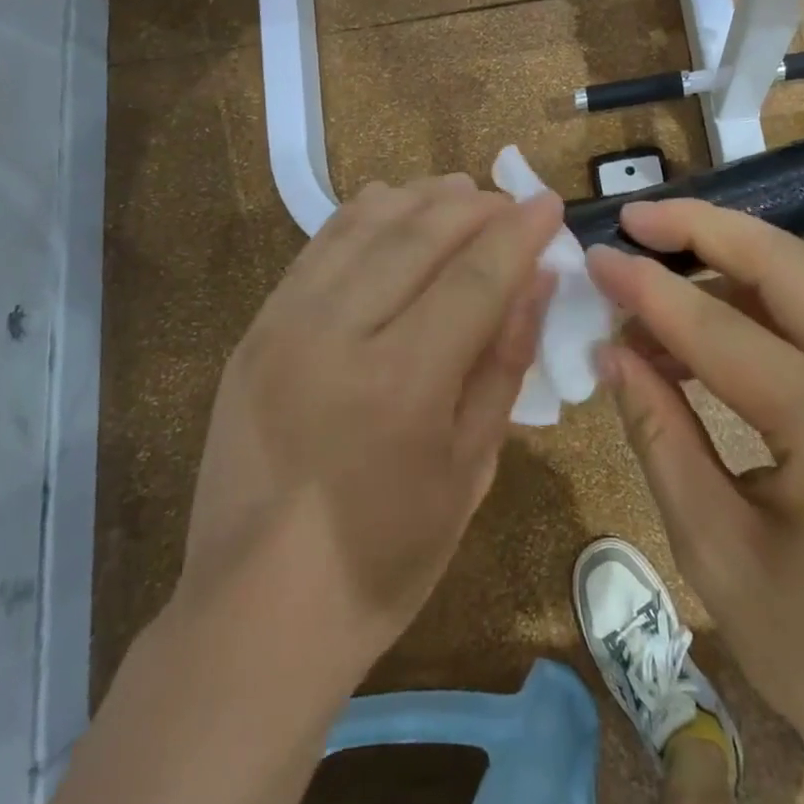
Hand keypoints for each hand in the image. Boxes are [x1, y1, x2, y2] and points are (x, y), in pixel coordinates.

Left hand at [177, 175, 562, 671]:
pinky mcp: (255, 330)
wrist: (257, 611)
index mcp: (403, 382)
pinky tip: (391, 207)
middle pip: (419, 237)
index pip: (476, 277)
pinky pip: (316, 249)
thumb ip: (503, 363)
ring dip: (419, 200)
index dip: (519, 233)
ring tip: (459, 191)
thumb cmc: (385, 557)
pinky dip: (361, 217)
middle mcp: (338, 335)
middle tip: (508, 200)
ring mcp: (285, 325)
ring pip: (363, 228)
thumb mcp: (469, 469)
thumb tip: (536, 282)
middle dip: (474, 207)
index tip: (549, 204)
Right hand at [586, 199, 803, 774]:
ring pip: (803, 279)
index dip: (646, 290)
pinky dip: (753, 304)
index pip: (720, 328)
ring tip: (650, 284)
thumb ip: (660, 436)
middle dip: (701, 227)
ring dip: (724, 264)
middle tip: (633, 219)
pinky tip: (701, 328)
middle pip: (783, 262)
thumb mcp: (716, 552)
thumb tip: (611, 353)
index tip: (592, 257)